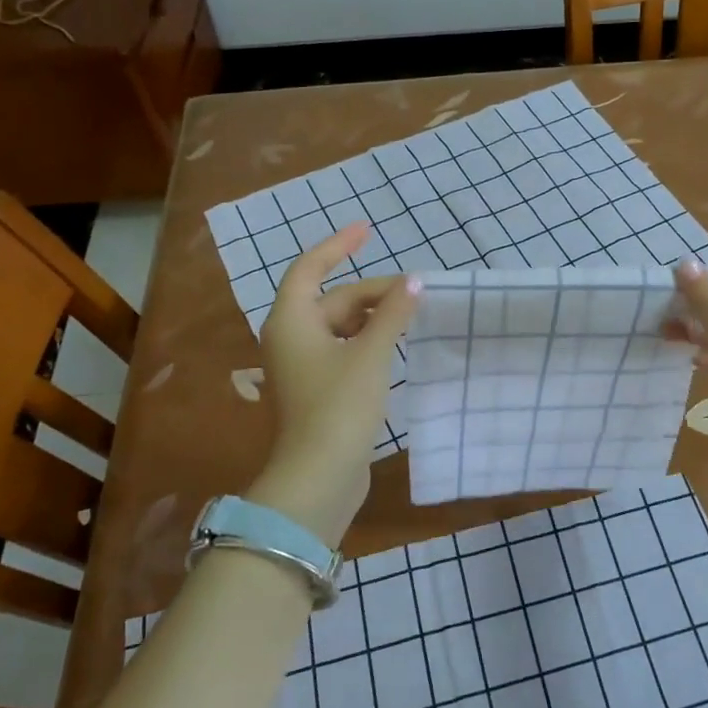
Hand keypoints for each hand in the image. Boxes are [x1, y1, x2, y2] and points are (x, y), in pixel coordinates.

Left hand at [246, 224, 420, 544]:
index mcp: (292, 320)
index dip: (338, 245)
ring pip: (339, 326)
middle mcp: (290, 337)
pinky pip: (343, 349)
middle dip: (372, 291)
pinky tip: (395, 344)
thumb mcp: (371, 354)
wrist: (319, 476)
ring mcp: (302, 366)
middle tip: (416, 290)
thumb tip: (414, 282)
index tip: (368, 230)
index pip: (310, 268)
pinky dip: (367, 341)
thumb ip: (393, 314)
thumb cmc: (340, 406)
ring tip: (411, 312)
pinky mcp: (317, 389)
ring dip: (372, 317)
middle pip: (332, 299)